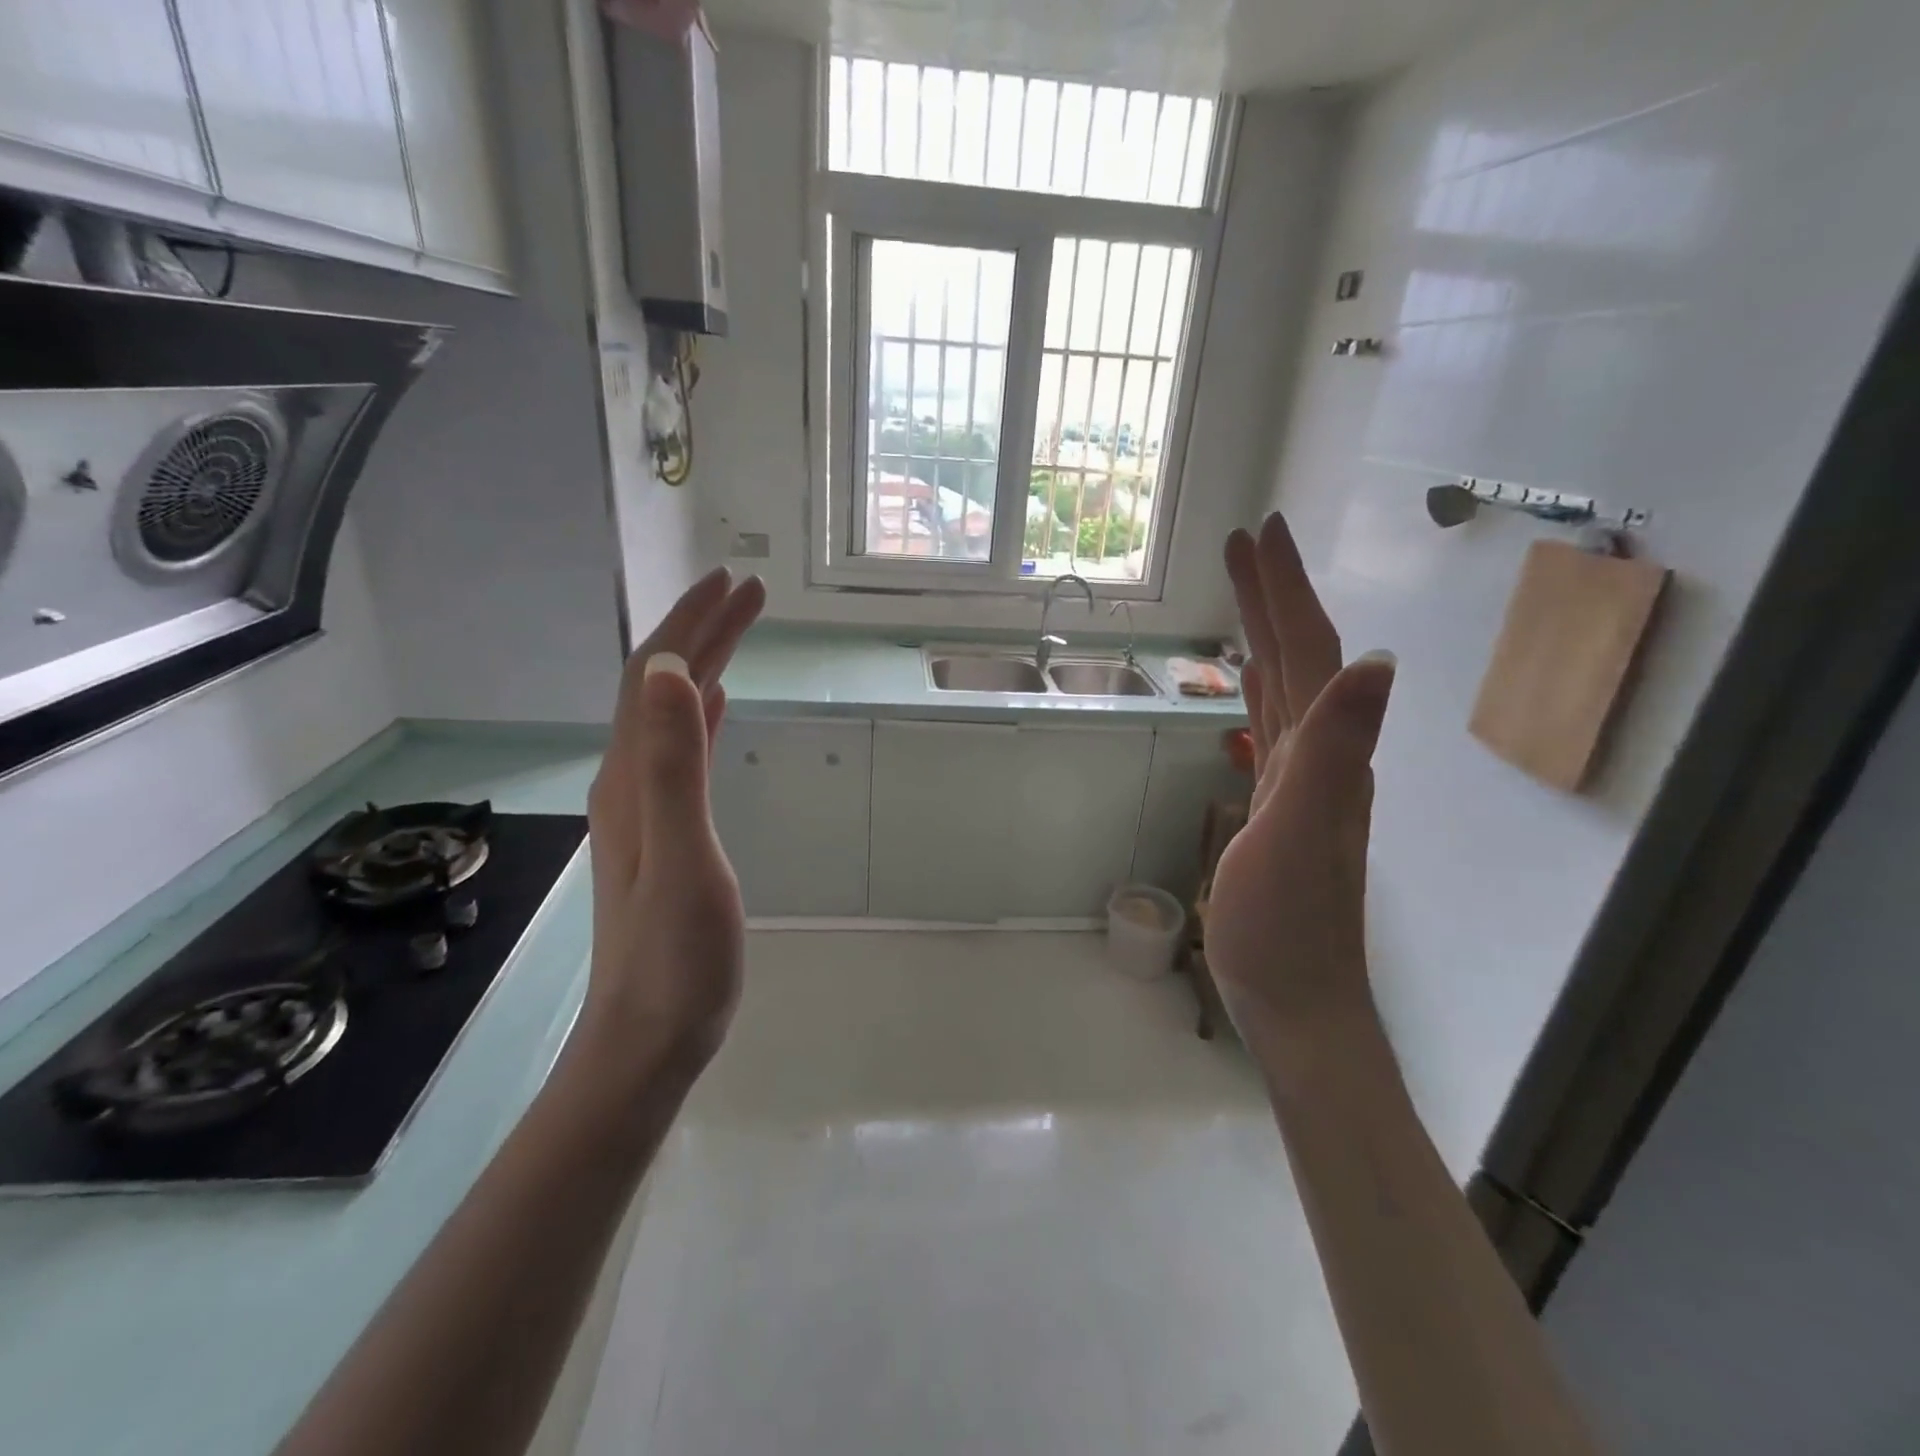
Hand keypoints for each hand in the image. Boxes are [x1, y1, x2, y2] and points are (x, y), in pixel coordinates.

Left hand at [580, 567, 765, 1087]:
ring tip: (737, 630)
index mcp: (631, 778)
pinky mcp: (664, 831)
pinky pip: (679, 751)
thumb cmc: (675, 956)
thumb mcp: (681, 855)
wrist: (648, 1037)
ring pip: (670, 714)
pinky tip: (713, 705)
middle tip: (748, 592)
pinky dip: (697, 714)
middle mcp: (628, 781)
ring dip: (701, 664)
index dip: (691, 625)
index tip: (734, 584)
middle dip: (701, 631)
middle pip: (659, 687)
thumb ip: (673, 764)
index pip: (653, 678)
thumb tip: (668, 670)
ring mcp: (644, 808)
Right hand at [1207, 514, 1395, 1057]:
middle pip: (1300, 658)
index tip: (1261, 533)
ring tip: (1244, 593)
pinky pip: (1270, 729)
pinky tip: (1249, 683)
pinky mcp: (1277, 806)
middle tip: (1246, 541)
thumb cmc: (1287, 925)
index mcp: (1324, 752)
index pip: (1310, 652)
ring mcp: (1300, 782)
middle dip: (1274, 595)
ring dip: (1266, 635)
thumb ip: (1335, 749)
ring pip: (1285, 688)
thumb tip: (1377, 661)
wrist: (1297, 999)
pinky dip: (1259, 692)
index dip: (1287, 591)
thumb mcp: (1302, 833)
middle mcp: (1321, 756)